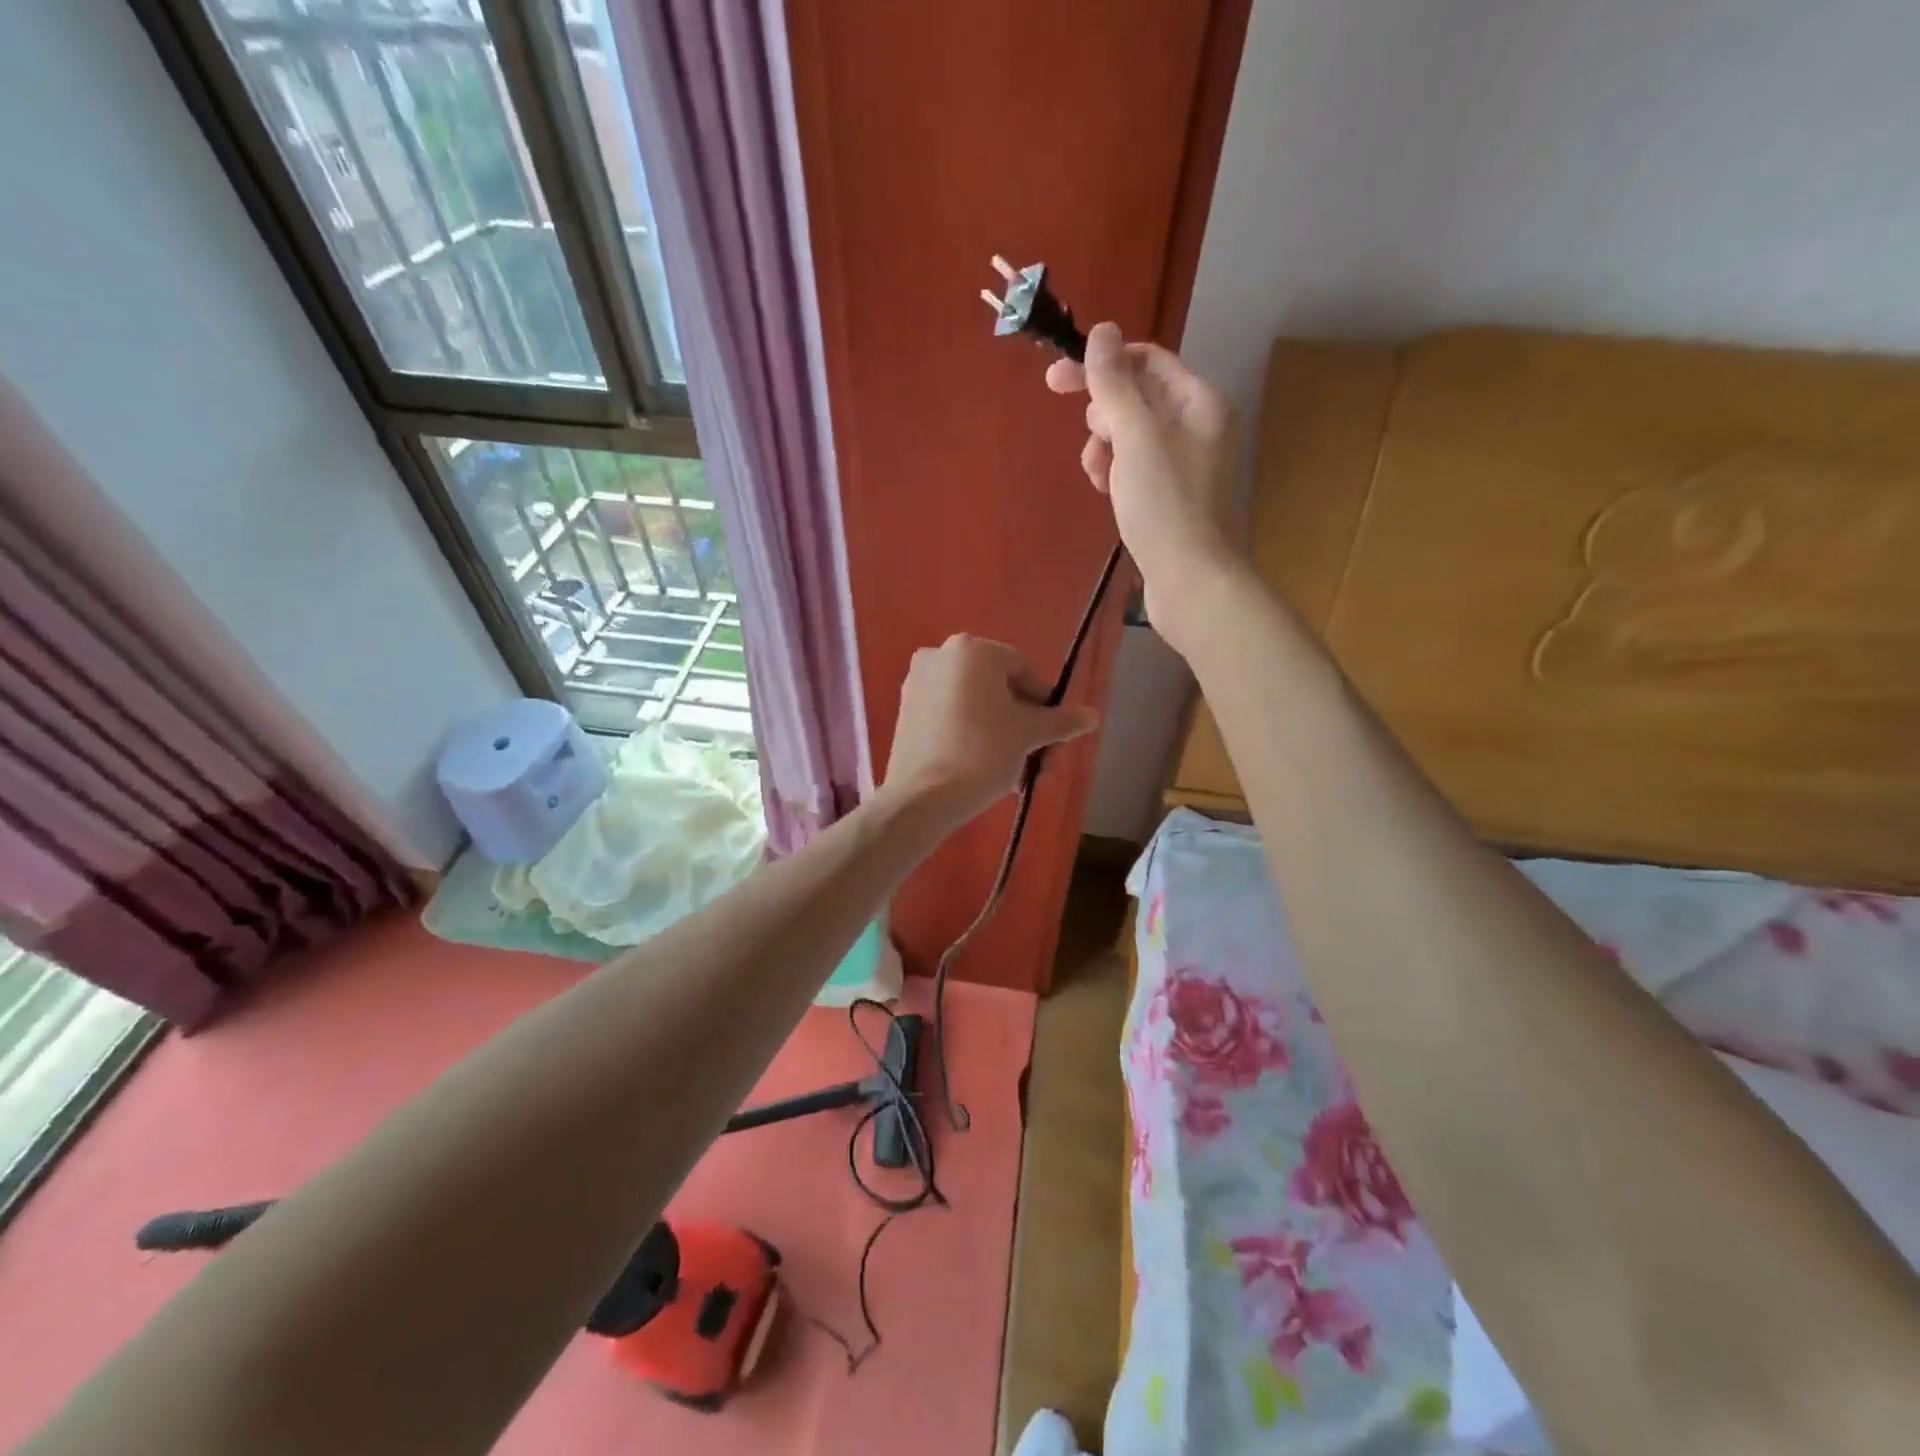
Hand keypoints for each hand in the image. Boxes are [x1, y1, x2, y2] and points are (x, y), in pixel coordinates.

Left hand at [881, 635, 1099, 828]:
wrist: (924, 796)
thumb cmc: (983, 752)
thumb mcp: (1029, 734)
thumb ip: (1061, 720)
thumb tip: (1092, 715)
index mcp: (972, 650)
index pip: (1023, 669)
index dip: (1044, 703)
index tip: (1052, 735)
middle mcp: (940, 656)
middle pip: (997, 689)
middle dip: (1023, 725)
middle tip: (1038, 760)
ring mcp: (917, 683)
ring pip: (974, 705)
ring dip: (1000, 735)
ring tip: (1015, 775)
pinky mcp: (905, 711)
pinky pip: (950, 716)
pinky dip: (971, 736)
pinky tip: (984, 769)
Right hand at [1046, 322, 1245, 656]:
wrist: (1192, 582)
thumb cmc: (1165, 506)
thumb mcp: (1135, 438)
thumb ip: (1115, 384)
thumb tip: (1101, 331)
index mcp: (1200, 403)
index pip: (1147, 361)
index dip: (1101, 365)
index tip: (1055, 380)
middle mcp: (1200, 427)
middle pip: (1138, 398)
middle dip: (1105, 416)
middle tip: (1095, 443)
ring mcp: (1188, 464)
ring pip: (1132, 437)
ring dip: (1106, 449)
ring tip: (1100, 478)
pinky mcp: (1175, 497)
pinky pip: (1138, 468)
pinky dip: (1118, 474)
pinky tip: (1108, 495)